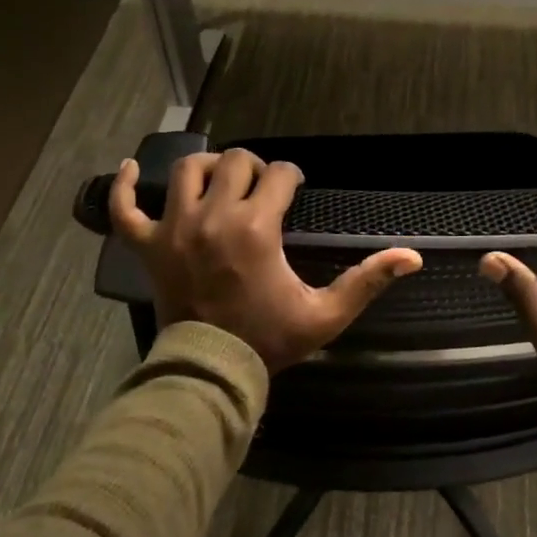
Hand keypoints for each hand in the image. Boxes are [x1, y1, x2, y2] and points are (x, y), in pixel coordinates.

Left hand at [110, 149, 422, 372]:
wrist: (211, 375)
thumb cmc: (269, 340)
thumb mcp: (324, 315)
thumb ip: (367, 281)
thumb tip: (412, 256)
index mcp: (256, 227)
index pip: (278, 176)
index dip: (291, 177)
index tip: (295, 189)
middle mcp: (213, 216)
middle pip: (234, 162)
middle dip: (254, 167)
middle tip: (262, 188)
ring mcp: (174, 228)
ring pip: (186, 171)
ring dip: (207, 167)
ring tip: (220, 179)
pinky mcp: (148, 246)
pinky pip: (124, 208)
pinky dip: (123, 186)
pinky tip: (130, 170)